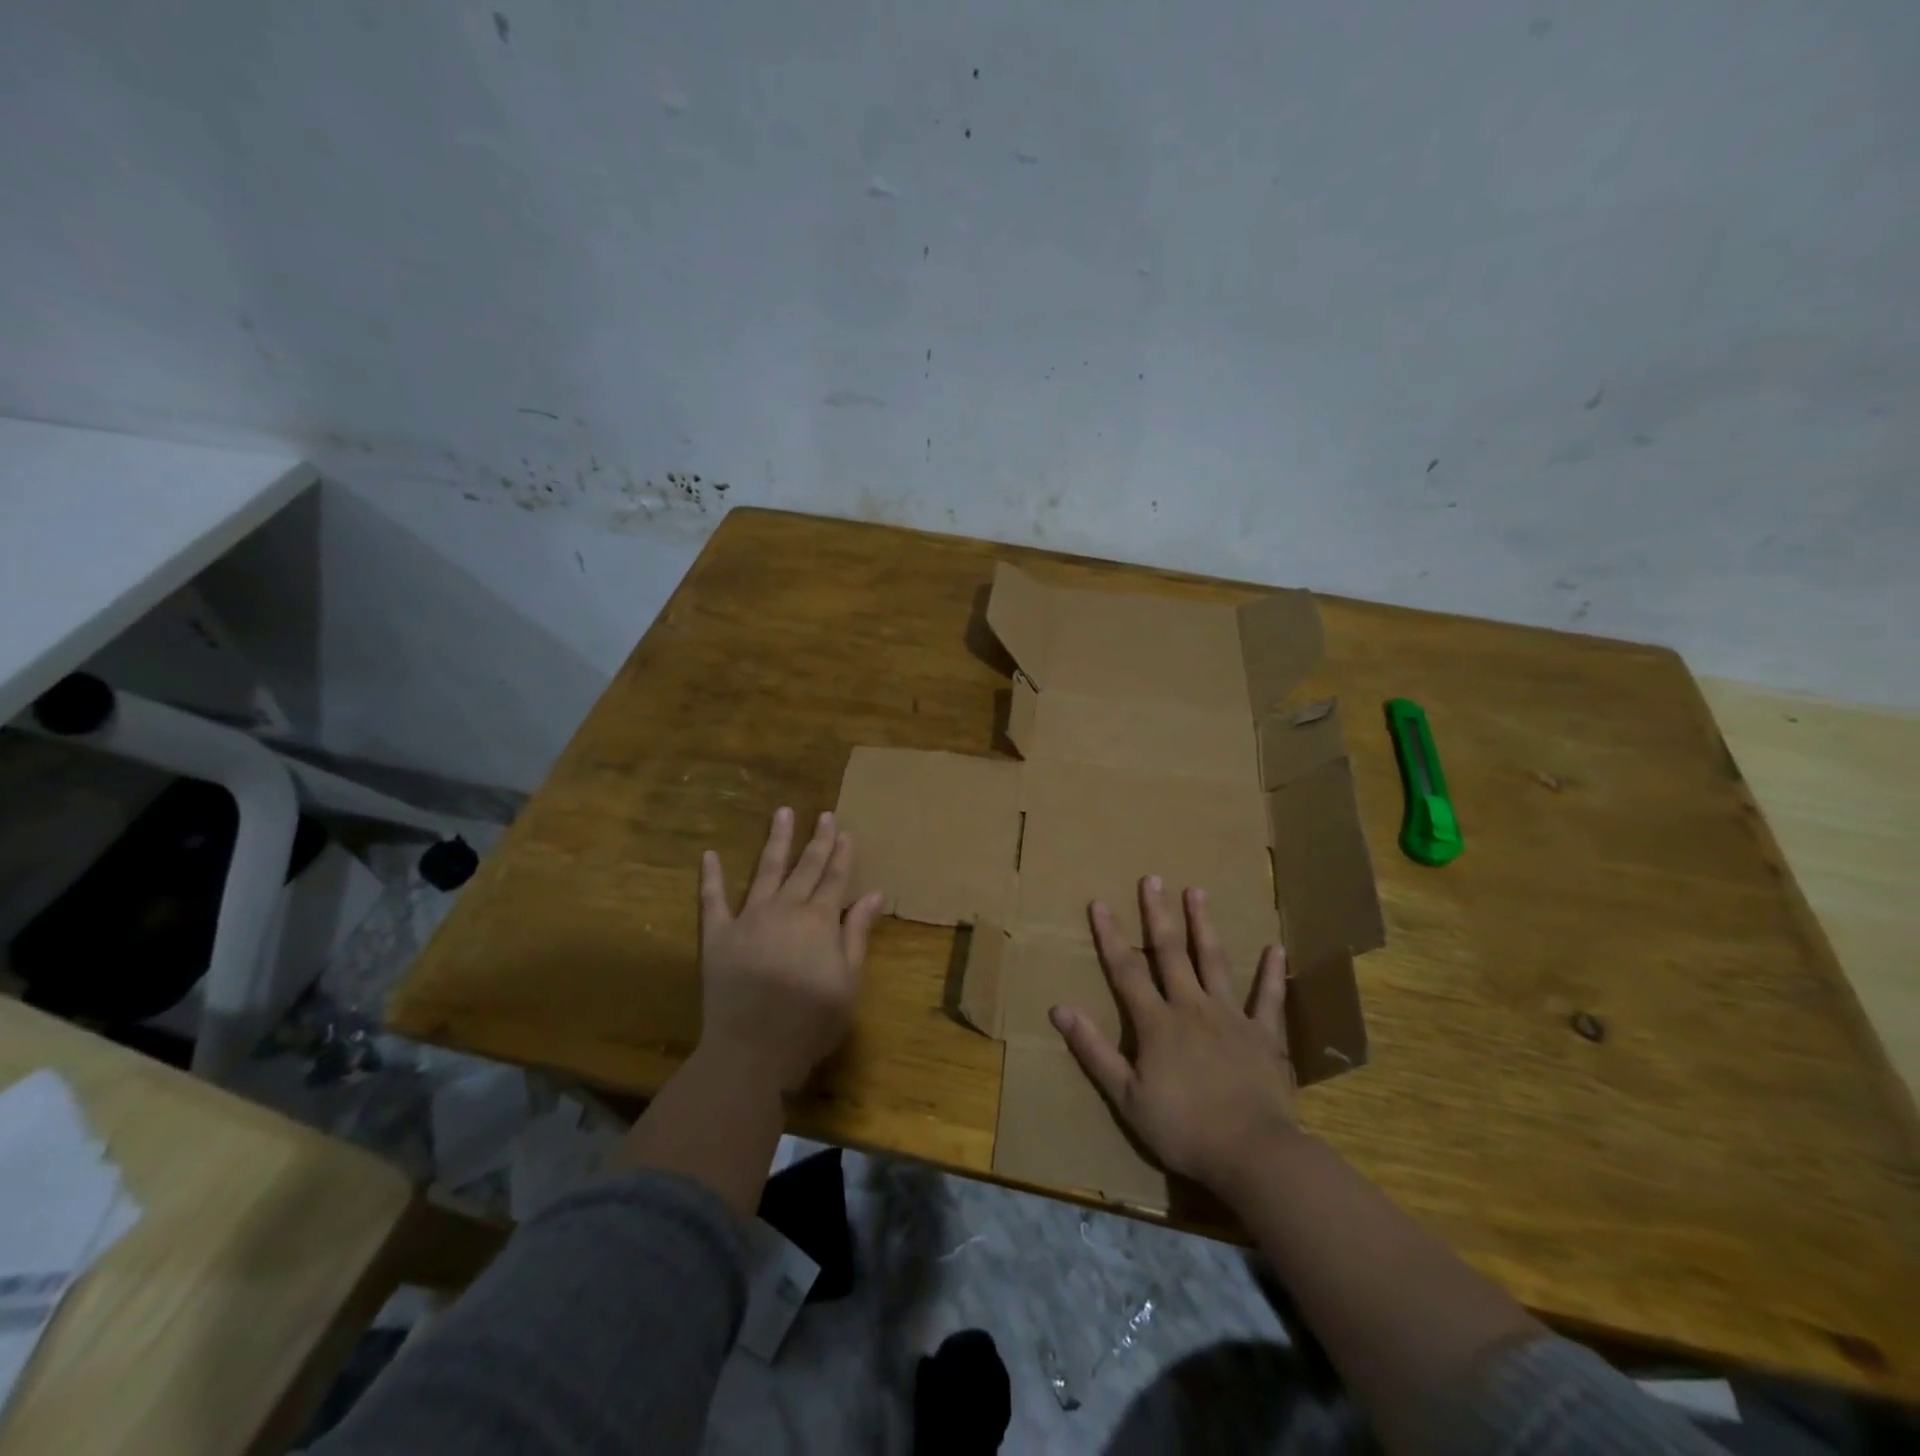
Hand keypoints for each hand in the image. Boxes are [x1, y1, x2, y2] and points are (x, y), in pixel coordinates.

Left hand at [698, 807, 883, 1092]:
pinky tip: (709, 854)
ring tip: (782, 813)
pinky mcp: (717, 936)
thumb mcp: (849, 981)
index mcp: (819, 920)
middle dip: (817, 840)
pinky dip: (711, 877)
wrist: (752, 1051)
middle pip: (805, 868)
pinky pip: (712, 901)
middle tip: (824, 814)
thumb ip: (858, 933)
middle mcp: (785, 909)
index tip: (845, 831)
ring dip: (776, 841)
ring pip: (765, 871)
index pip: (835, 879)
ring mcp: (748, 919)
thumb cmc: (810, 1022)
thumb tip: (875, 893)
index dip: (842, 854)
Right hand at [1048, 876, 1297, 1192]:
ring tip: (1197, 891)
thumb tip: (1059, 1009)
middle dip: (1158, 914)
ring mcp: (1232, 1017)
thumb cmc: (1182, 1128)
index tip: (1100, 903)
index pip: (1126, 970)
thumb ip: (1093, 1050)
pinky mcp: (1265, 1035)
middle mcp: (1192, 1007)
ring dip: (1204, 925)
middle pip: (1171, 953)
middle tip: (1153, 879)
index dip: (1110, 936)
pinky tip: (1276, 947)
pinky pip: (1269, 999)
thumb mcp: (1125, 1096)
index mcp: (1157, 1023)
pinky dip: (1271, 973)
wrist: (1251, 1153)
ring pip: (1215, 962)